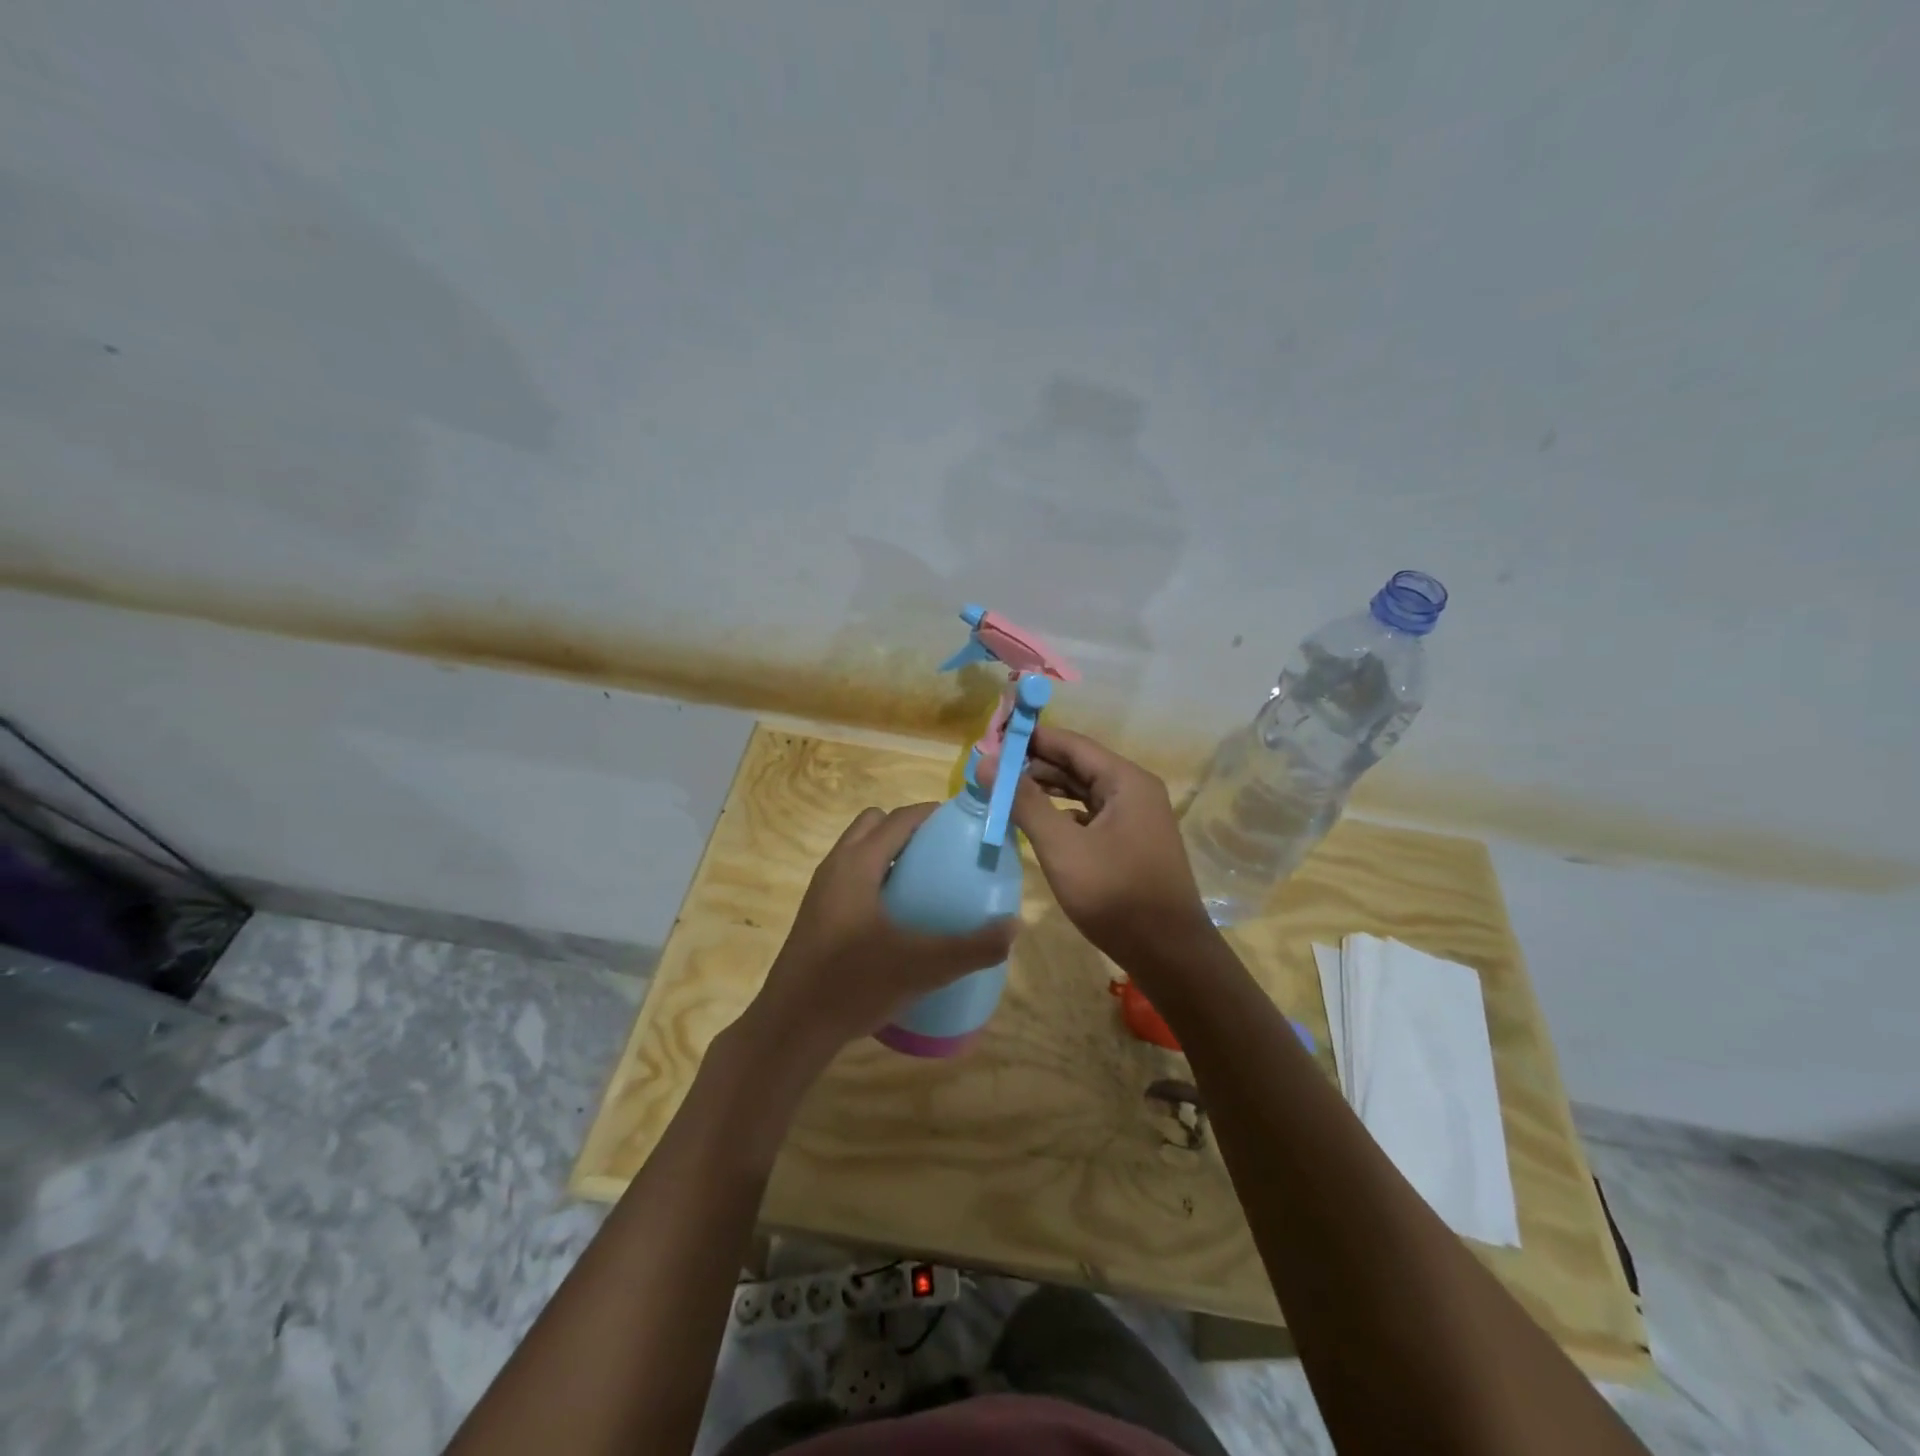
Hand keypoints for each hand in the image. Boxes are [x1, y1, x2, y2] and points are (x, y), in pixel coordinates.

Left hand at [743, 804, 1016, 1076]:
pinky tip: (898, 916)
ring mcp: (822, 891)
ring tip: (926, 881)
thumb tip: (1014, 926)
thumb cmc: (853, 984)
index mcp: (857, 864)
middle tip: (943, 851)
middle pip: (874, 824)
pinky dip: (876, 877)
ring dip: (890, 853)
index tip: (964, 822)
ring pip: (859, 851)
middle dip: (908, 828)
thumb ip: (971, 947)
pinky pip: (852, 877)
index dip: (932, 813)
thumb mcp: (921, 966)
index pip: (898, 818)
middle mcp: (836, 867)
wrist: (792, 1027)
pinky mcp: (818, 915)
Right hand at [993, 726, 1212, 964]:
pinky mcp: (1130, 842)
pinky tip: (1038, 822)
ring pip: (1083, 791)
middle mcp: (1134, 790)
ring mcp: (1135, 817)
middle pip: (1077, 765)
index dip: (1031, 738)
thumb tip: (986, 762)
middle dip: (1034, 765)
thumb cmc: (1115, 894)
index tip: (992, 738)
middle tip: (991, 768)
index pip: (1071, 743)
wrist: (1168, 953)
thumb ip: (1024, 802)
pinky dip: (1062, 814)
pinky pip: (1090, 815)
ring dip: (1046, 790)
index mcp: (1125, 780)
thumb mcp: (1061, 846)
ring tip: (1006, 792)